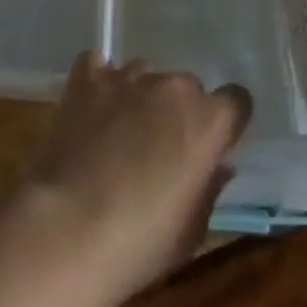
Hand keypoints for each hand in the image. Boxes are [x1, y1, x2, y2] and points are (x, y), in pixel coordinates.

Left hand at [24, 52, 250, 304]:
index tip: (212, 144)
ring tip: (118, 133)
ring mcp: (127, 77)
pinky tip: (91, 107)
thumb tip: (216, 164)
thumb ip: (209, 187)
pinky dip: (99, 81)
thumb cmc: (139, 242)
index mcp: (207, 122)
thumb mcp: (191, 231)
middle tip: (158, 148)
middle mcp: (172, 88)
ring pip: (145, 75)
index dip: (225, 122)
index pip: (236, 100)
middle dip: (178, 112)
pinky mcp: (88, 76)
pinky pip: (99, 65)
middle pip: (187, 87)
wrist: (69, 227)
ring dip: (139, 97)